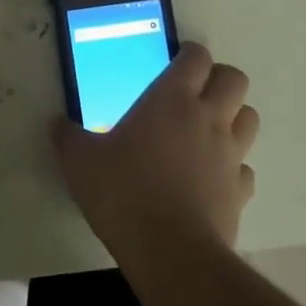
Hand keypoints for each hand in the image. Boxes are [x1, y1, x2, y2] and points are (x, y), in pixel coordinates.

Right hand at [52, 43, 257, 271]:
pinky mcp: (240, 191)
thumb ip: (68, 137)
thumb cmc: (123, 191)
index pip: (196, 57)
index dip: (189, 54)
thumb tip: (56, 124)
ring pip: (249, 118)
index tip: (174, 62)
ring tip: (206, 131)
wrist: (169, 251)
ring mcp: (230, 154)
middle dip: (219, 80)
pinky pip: (245, 168)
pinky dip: (233, 167)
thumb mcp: (80, 161)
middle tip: (193, 93)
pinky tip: (211, 178)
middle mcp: (208, 118)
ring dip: (233, 117)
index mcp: (171, 99)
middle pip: (235, 79)